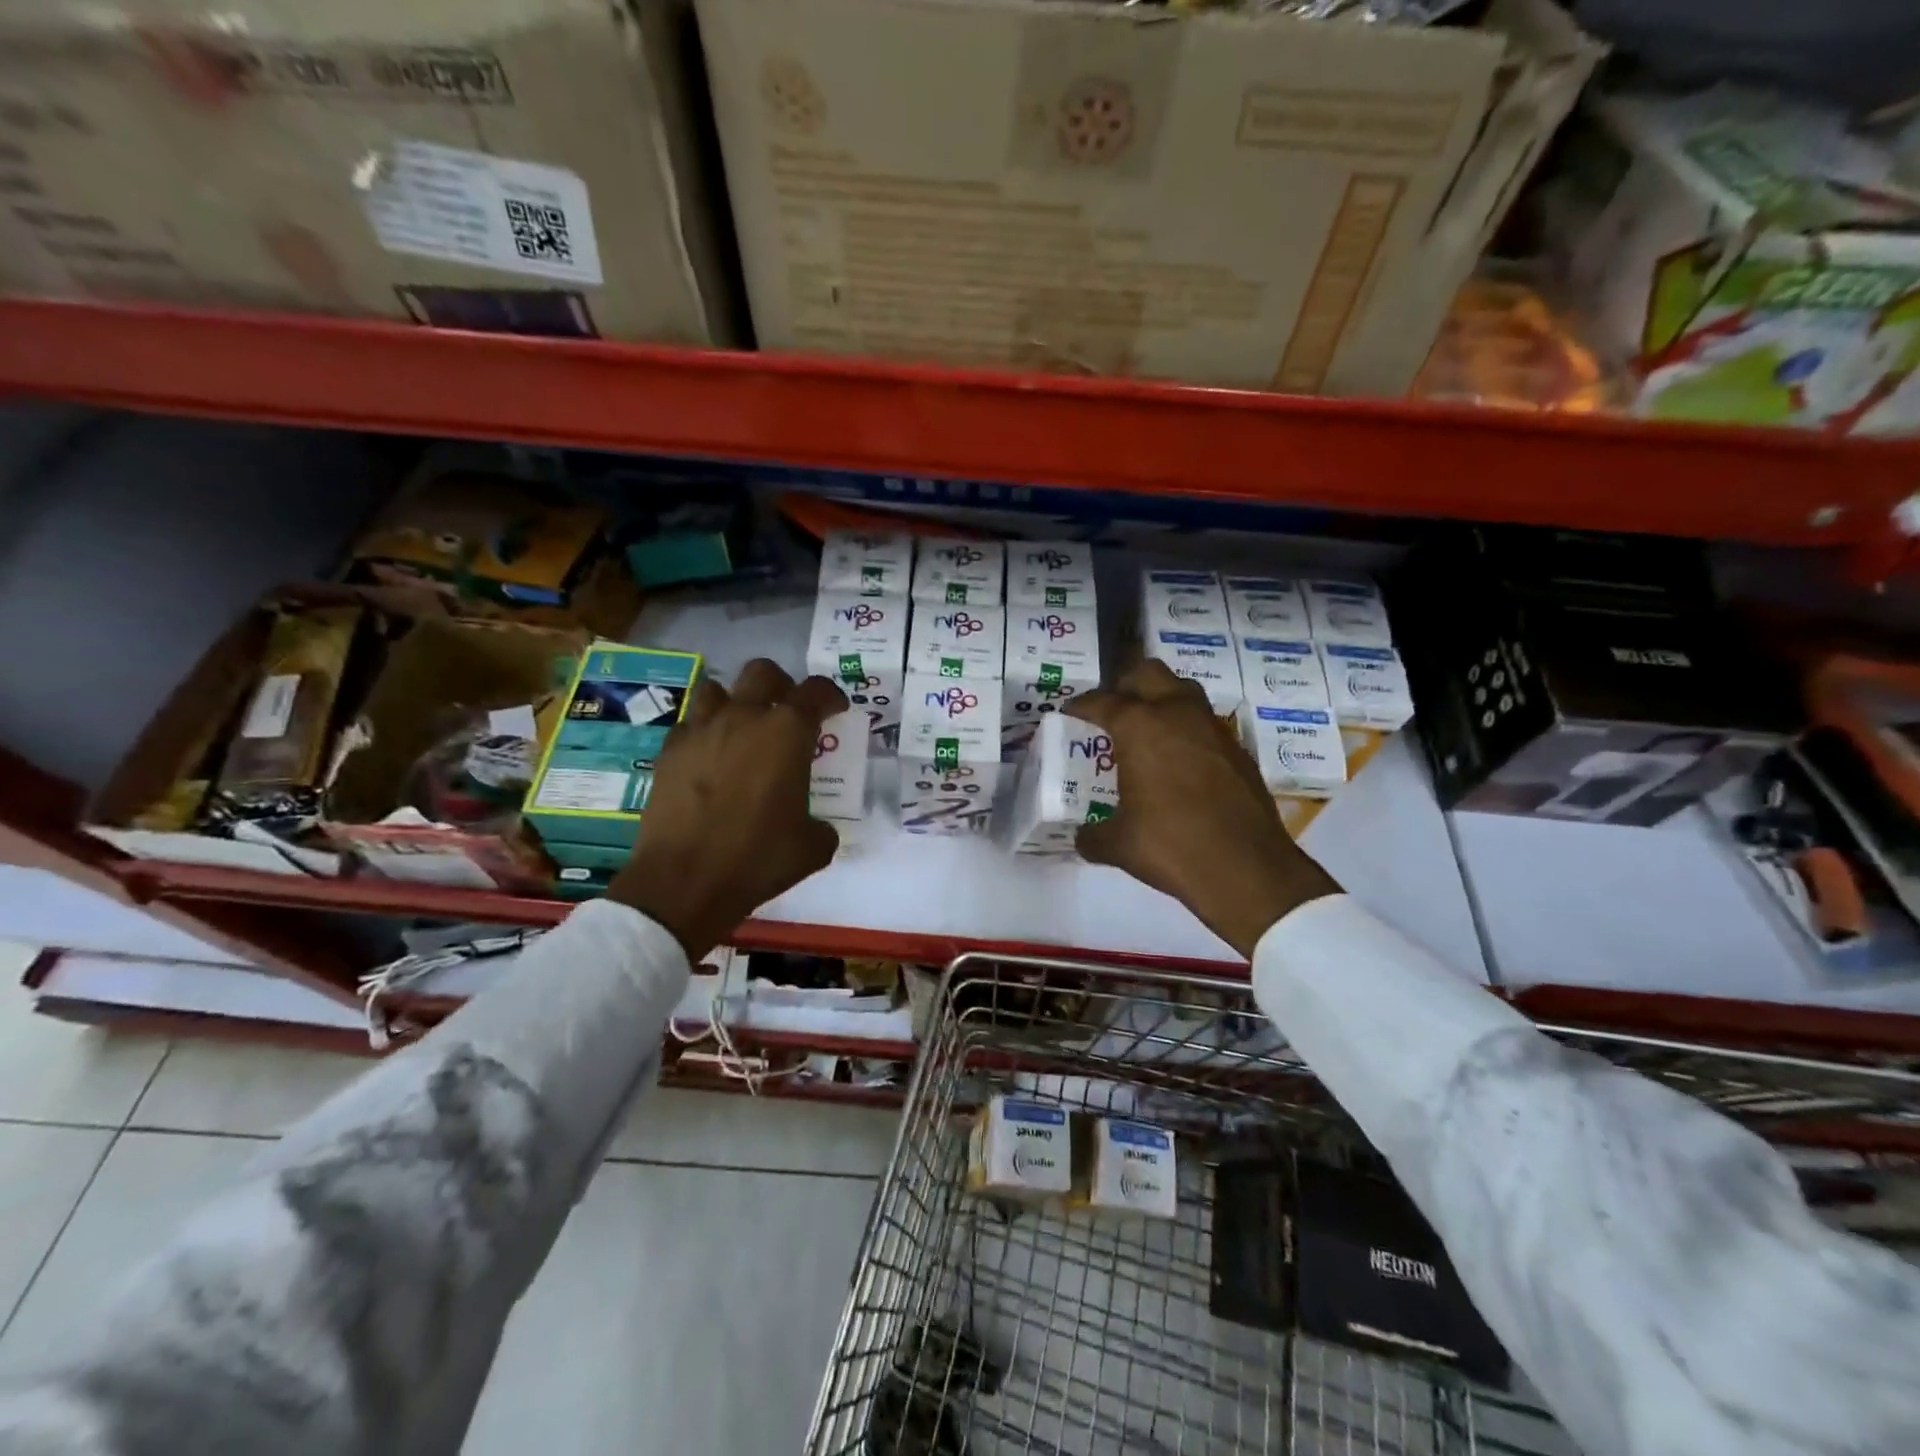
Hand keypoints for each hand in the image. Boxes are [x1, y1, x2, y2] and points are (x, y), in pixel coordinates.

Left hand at [609, 660, 846, 961]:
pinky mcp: (669, 751)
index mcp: (787, 733)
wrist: (684, 882)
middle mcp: (743, 718)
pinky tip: (709, 758)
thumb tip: (818, 827)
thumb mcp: (812, 847)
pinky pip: (690, 724)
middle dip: (781, 686)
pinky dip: (704, 732)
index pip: (816, 692)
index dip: (831, 696)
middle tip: (787, 711)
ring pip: (717, 688)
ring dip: (735, 701)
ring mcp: (701, 730)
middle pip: (763, 673)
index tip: (836, 709)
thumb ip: (822, 826)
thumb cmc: (757, 859)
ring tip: (742, 729)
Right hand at [1072, 660, 1339, 957]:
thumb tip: (1082, 837)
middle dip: (1125, 685)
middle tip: (1111, 711)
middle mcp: (1177, 714)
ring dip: (1161, 700)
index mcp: (1140, 727)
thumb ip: (1093, 835)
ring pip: (1183, 691)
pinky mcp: (1237, 750)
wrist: (1247, 869)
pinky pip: (1204, 723)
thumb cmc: (1171, 846)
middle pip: (1147, 673)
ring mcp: (1213, 729)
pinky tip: (1179, 762)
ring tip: (1145, 731)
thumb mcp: (1118, 845)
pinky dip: (1186, 731)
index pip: (1103, 701)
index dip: (1082, 705)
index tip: (1070, 713)